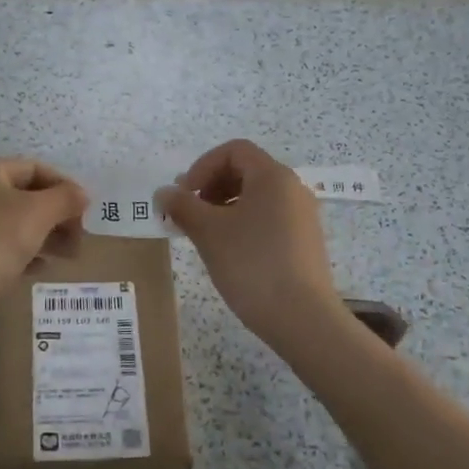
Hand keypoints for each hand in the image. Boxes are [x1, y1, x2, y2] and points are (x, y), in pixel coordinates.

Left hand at [0, 158, 86, 305]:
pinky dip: (26, 253)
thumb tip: (81, 195)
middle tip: (79, 239)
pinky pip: (3, 246)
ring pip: (16, 223)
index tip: (86, 213)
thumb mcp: (37, 213)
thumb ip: (65, 198)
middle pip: (27, 196)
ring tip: (68, 256)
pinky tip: (41, 269)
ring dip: (46, 236)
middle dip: (58, 216)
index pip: (36, 169)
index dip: (65, 187)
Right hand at [156, 140, 341, 345]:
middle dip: (211, 186)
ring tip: (205, 234)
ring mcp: (302, 216)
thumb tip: (164, 192)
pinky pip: (268, 218)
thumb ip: (182, 206)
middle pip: (246, 171)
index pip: (234, 150)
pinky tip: (229, 251)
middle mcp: (293, 188)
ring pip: (256, 196)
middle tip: (189, 213)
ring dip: (224, 206)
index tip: (185, 195)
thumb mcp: (209, 232)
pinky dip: (243, 223)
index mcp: (273, 176)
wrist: (302, 318)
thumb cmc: (252, 264)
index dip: (203, 166)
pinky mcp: (304, 242)